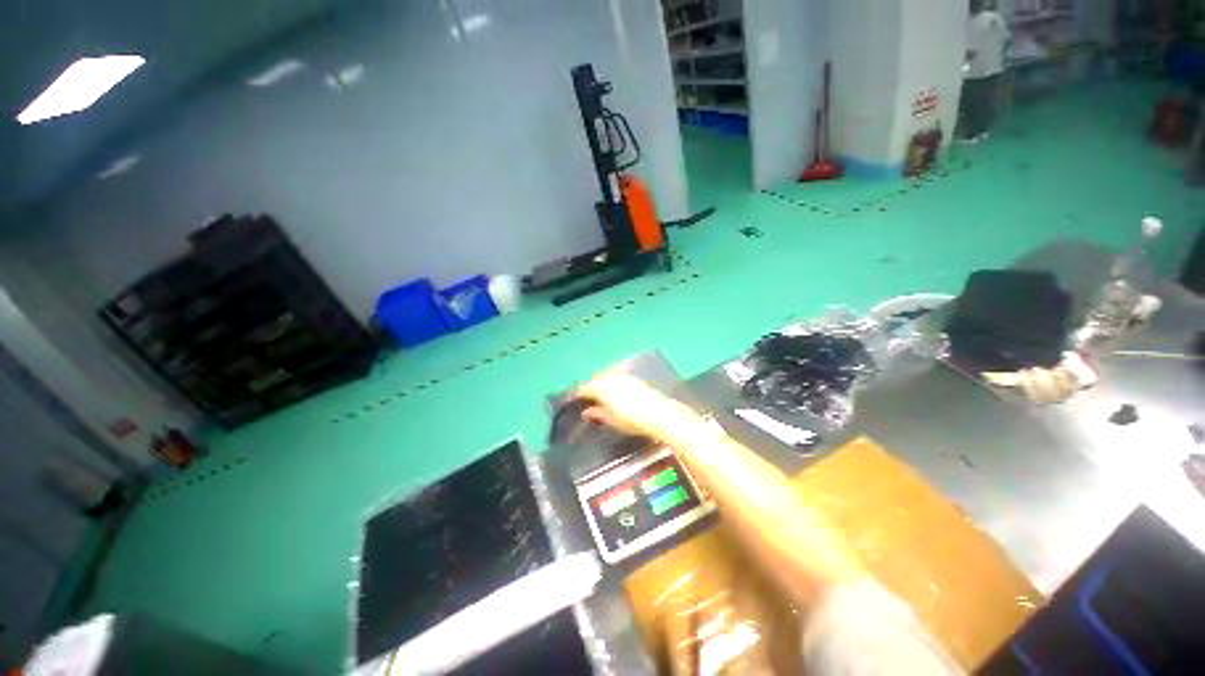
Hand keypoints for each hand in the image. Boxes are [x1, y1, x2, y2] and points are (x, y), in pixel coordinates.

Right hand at [576, 369, 711, 446]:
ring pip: (606, 376)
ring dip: (600, 383)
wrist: (660, 414)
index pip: (583, 388)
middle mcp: (611, 377)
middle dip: (588, 387)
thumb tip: (586, 411)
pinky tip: (614, 392)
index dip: (575, 395)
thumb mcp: (611, 420)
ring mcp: (624, 376)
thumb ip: (597, 414)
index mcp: (601, 387)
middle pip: (594, 379)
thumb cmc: (632, 420)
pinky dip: (612, 382)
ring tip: (599, 395)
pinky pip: (617, 376)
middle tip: (584, 399)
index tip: (570, 401)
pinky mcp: (635, 378)